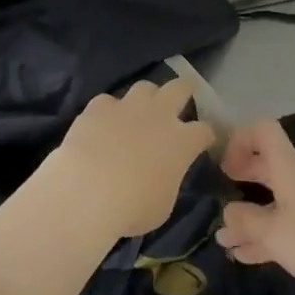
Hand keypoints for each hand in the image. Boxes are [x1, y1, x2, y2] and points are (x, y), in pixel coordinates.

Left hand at [49, 78, 216, 238]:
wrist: (87, 191)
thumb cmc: (132, 208)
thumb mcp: (163, 204)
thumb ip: (168, 179)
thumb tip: (162, 173)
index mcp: (182, 141)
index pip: (205, 130)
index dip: (206, 135)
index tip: (204, 141)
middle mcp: (159, 114)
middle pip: (180, 88)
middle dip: (185, 89)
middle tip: (183, 95)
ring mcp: (128, 106)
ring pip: (144, 87)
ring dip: (146, 97)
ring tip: (140, 110)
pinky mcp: (99, 106)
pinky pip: (108, 102)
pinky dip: (108, 112)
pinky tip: (102, 125)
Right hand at [215, 119, 294, 294]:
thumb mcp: (275, 233)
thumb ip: (246, 221)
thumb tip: (227, 212)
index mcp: (289, 168)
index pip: (264, 131)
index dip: (240, 139)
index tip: (222, 166)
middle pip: (267, 166)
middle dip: (241, 179)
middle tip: (218, 197)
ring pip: (275, 202)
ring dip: (250, 216)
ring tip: (224, 238)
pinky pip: (288, 228)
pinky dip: (266, 238)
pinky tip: (246, 256)